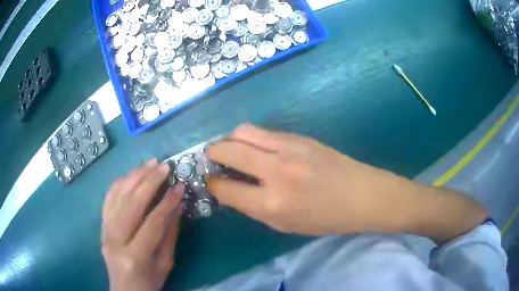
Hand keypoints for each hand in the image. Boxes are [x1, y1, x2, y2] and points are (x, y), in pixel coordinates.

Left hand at [101, 159, 182, 290]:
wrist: (124, 290)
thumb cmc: (149, 282)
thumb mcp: (165, 263)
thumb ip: (170, 235)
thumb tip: (177, 206)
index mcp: (135, 256)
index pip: (152, 223)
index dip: (167, 203)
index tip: (180, 186)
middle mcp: (116, 240)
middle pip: (131, 204)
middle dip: (149, 182)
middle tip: (164, 166)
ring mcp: (105, 231)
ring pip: (117, 197)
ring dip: (134, 176)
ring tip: (149, 163)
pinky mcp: (101, 226)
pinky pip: (107, 199)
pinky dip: (119, 183)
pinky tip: (131, 174)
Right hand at [208, 124, 487, 241]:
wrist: (363, 195)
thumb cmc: (327, 218)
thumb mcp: (286, 226)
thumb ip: (255, 208)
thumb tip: (232, 190)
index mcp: (272, 203)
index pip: (225, 188)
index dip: (213, 184)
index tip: (211, 181)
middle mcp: (276, 171)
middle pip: (228, 150)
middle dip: (213, 153)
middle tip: (212, 159)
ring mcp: (289, 148)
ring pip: (243, 132)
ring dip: (231, 140)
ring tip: (232, 149)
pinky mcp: (300, 136)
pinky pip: (264, 132)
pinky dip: (252, 138)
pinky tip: (258, 148)